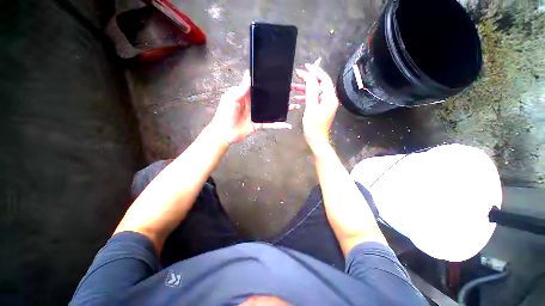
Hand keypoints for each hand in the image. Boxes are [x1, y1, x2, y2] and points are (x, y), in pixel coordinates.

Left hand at [210, 70, 297, 143]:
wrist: (224, 133)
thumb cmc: (225, 114)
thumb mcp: (231, 98)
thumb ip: (241, 88)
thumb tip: (248, 73)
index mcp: (248, 95)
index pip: (260, 86)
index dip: (269, 82)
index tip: (281, 78)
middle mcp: (255, 103)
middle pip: (270, 98)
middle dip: (280, 96)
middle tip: (293, 92)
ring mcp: (258, 114)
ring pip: (273, 110)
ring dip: (284, 109)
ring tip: (295, 106)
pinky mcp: (260, 124)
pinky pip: (271, 124)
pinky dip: (279, 125)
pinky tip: (288, 125)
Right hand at [293, 63, 338, 151]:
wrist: (316, 140)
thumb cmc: (313, 126)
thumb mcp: (311, 107)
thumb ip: (311, 91)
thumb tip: (310, 77)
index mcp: (330, 97)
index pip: (324, 79)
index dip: (315, 71)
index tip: (306, 66)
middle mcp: (329, 99)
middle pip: (319, 84)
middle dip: (308, 79)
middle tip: (297, 74)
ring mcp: (325, 104)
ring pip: (315, 92)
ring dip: (305, 89)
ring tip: (293, 86)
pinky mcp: (320, 108)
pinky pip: (313, 99)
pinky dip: (306, 97)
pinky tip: (297, 97)